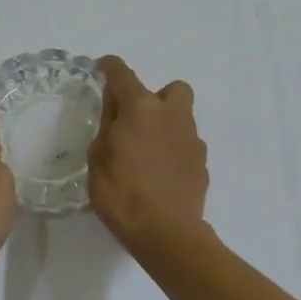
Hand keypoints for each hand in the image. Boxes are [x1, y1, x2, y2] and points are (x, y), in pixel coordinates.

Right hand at [88, 56, 208, 249]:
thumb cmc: (122, 193)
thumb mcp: (98, 157)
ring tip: (147, 152)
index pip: (123, 74)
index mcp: (141, 108)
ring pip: (182, 118)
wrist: (166, 232)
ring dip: (166, 125)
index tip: (102, 68)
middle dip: (156, 97)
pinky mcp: (202, 163)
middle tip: (137, 119)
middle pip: (173, 89)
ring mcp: (192, 139)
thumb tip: (115, 107)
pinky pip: (187, 145)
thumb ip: (108, 125)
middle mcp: (172, 115)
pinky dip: (174, 151)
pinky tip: (160, 173)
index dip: (110, 67)